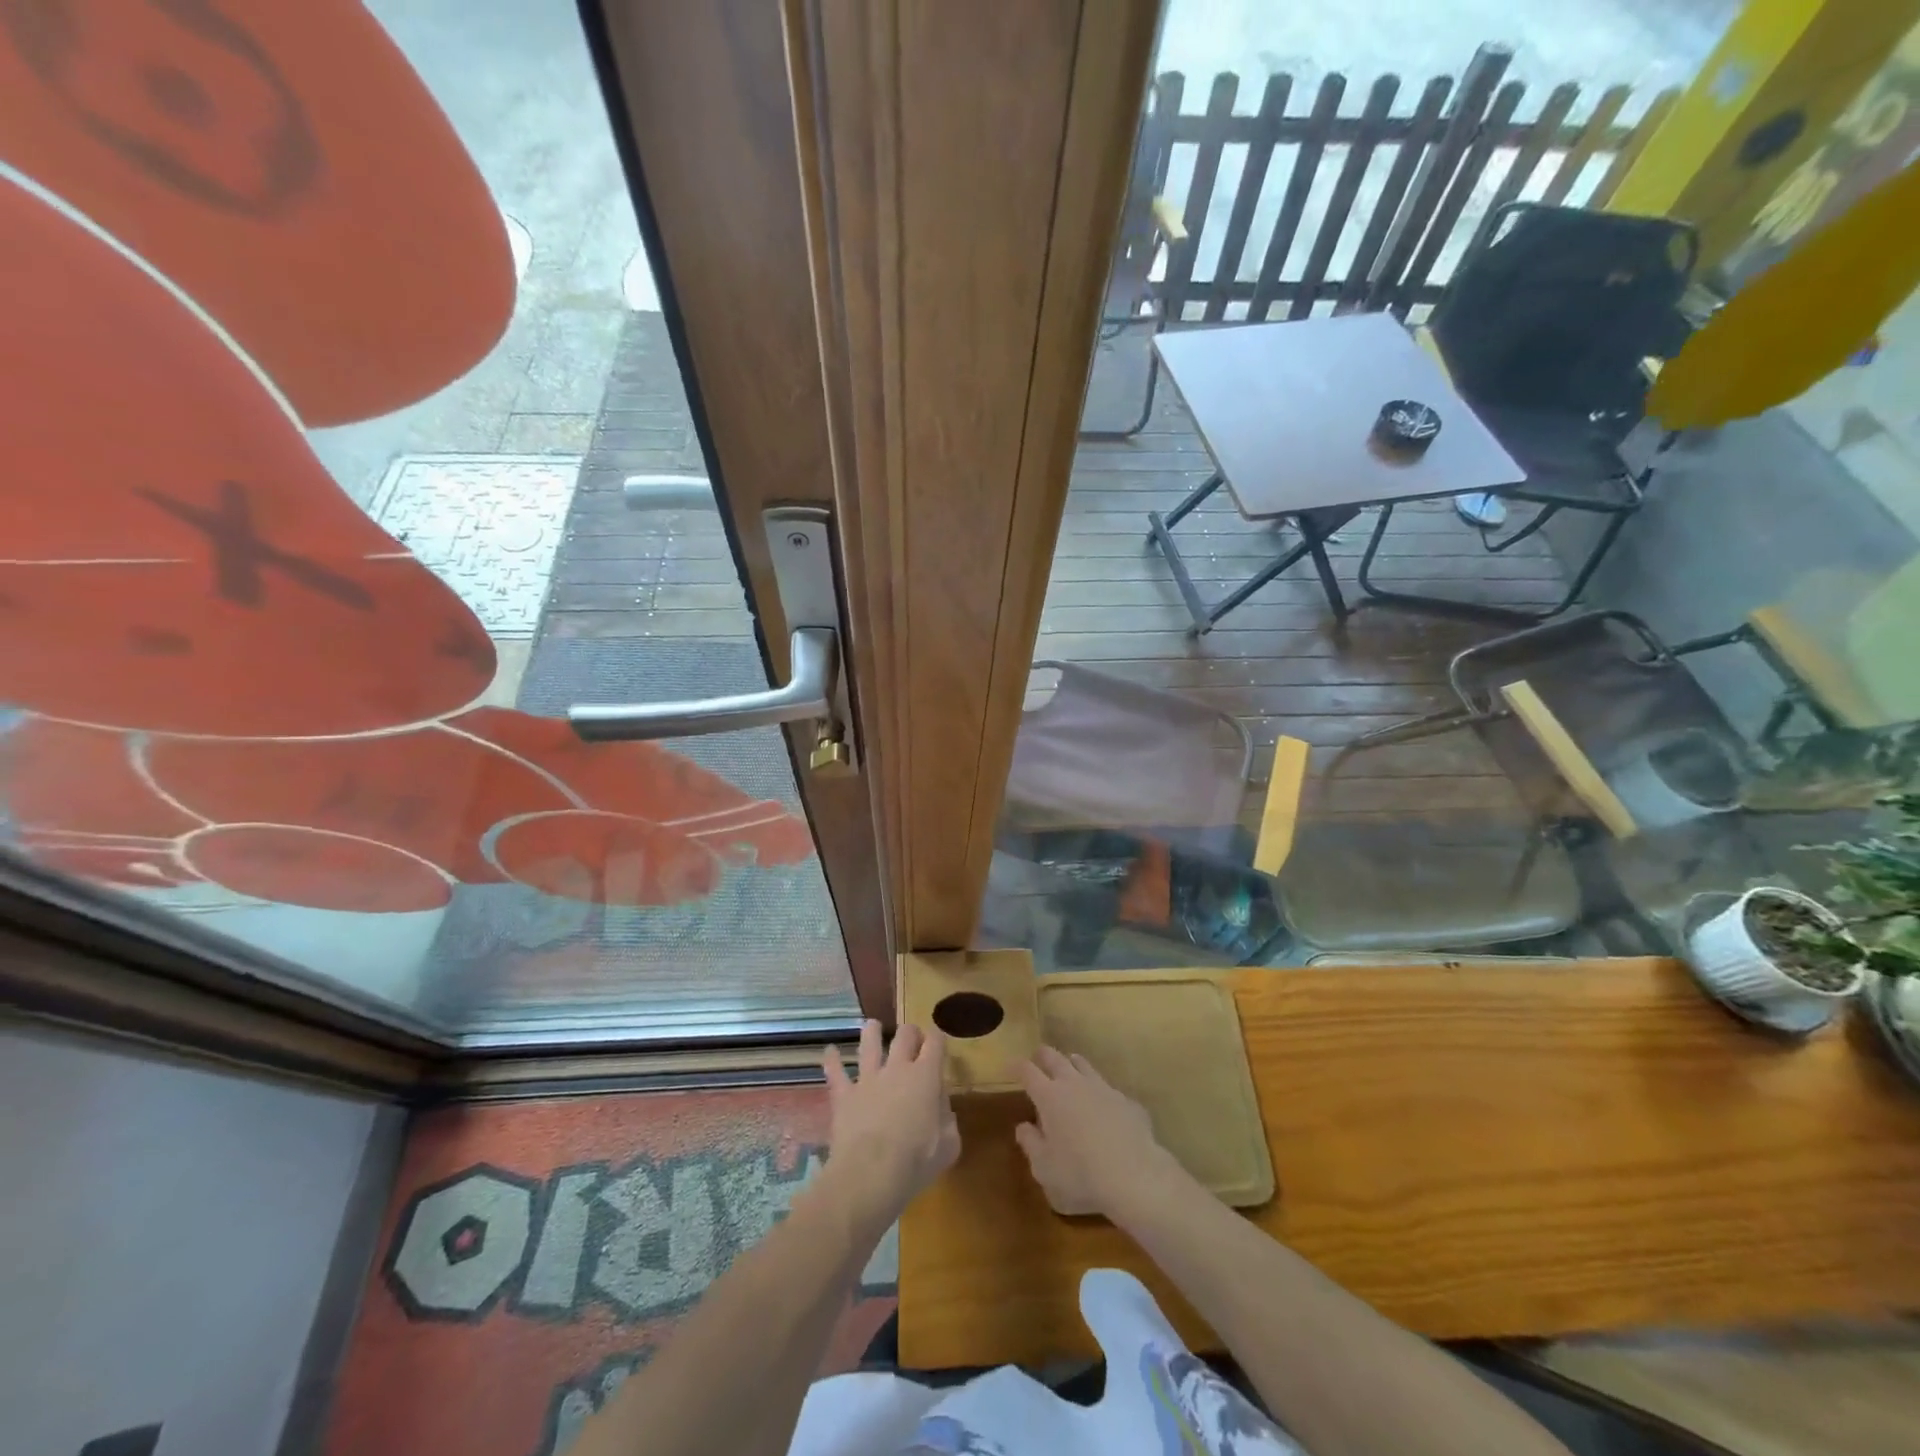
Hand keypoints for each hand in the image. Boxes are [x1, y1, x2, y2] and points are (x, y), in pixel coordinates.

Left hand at [822, 1020, 959, 1226]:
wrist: (871, 1173)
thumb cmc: (916, 1161)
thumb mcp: (949, 1145)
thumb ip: (948, 1121)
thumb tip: (941, 1108)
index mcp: (926, 1076)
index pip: (935, 1042)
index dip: (938, 1037)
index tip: (939, 1041)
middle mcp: (897, 1068)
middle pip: (904, 1035)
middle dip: (910, 1032)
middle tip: (912, 1038)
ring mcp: (868, 1079)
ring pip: (869, 1043)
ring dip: (872, 1032)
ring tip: (872, 1025)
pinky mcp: (844, 1095)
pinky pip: (835, 1072)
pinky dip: (832, 1060)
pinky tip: (830, 1051)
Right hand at [1016, 1046, 1179, 1218]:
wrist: (1134, 1177)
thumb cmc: (1080, 1175)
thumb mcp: (1044, 1168)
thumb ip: (1030, 1143)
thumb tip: (1023, 1126)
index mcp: (1049, 1097)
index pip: (1027, 1071)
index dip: (1016, 1066)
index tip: (1009, 1066)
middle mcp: (1074, 1083)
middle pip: (1054, 1057)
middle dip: (1042, 1056)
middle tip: (1037, 1061)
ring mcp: (1103, 1088)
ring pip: (1082, 1064)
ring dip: (1071, 1064)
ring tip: (1068, 1069)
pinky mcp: (1126, 1100)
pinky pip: (1108, 1088)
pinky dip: (1099, 1092)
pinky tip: (1103, 1105)